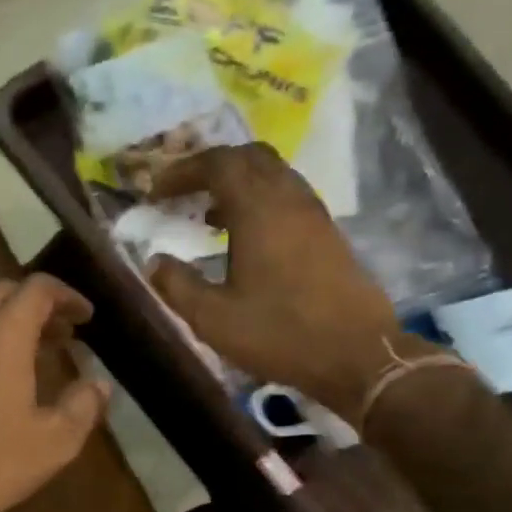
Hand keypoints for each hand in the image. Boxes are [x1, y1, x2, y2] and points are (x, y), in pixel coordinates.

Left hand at [0, 275, 110, 511]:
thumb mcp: (53, 443)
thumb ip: (83, 406)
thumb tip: (99, 384)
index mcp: (3, 337)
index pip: (38, 290)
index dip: (67, 296)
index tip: (85, 316)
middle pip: (1, 291)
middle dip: (34, 304)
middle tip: (58, 333)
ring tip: (14, 342)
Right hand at [146, 144, 432, 416]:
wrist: (356, 354)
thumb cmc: (279, 334)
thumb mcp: (214, 318)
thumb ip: (177, 285)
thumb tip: (155, 262)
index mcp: (258, 210)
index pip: (217, 163)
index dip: (182, 171)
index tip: (155, 193)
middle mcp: (289, 198)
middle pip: (249, 156)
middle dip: (210, 167)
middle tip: (182, 193)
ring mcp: (314, 214)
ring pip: (273, 174)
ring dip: (237, 183)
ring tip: (208, 215)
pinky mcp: (328, 233)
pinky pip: (288, 196)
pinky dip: (259, 201)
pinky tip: (245, 237)